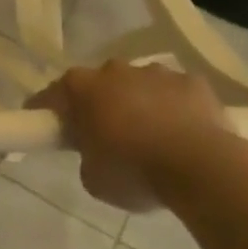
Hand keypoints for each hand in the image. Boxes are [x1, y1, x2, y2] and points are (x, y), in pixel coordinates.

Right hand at [28, 61, 232, 209]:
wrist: (202, 168)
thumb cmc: (135, 172)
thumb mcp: (93, 178)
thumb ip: (87, 156)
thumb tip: (97, 151)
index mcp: (82, 88)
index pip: (51, 96)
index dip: (45, 111)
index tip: (45, 127)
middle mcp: (114, 70)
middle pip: (97, 84)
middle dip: (98, 103)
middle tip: (103, 134)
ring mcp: (156, 72)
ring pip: (138, 85)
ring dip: (138, 103)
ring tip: (149, 135)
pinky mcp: (193, 82)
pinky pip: (176, 93)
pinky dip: (174, 107)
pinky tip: (183, 132)